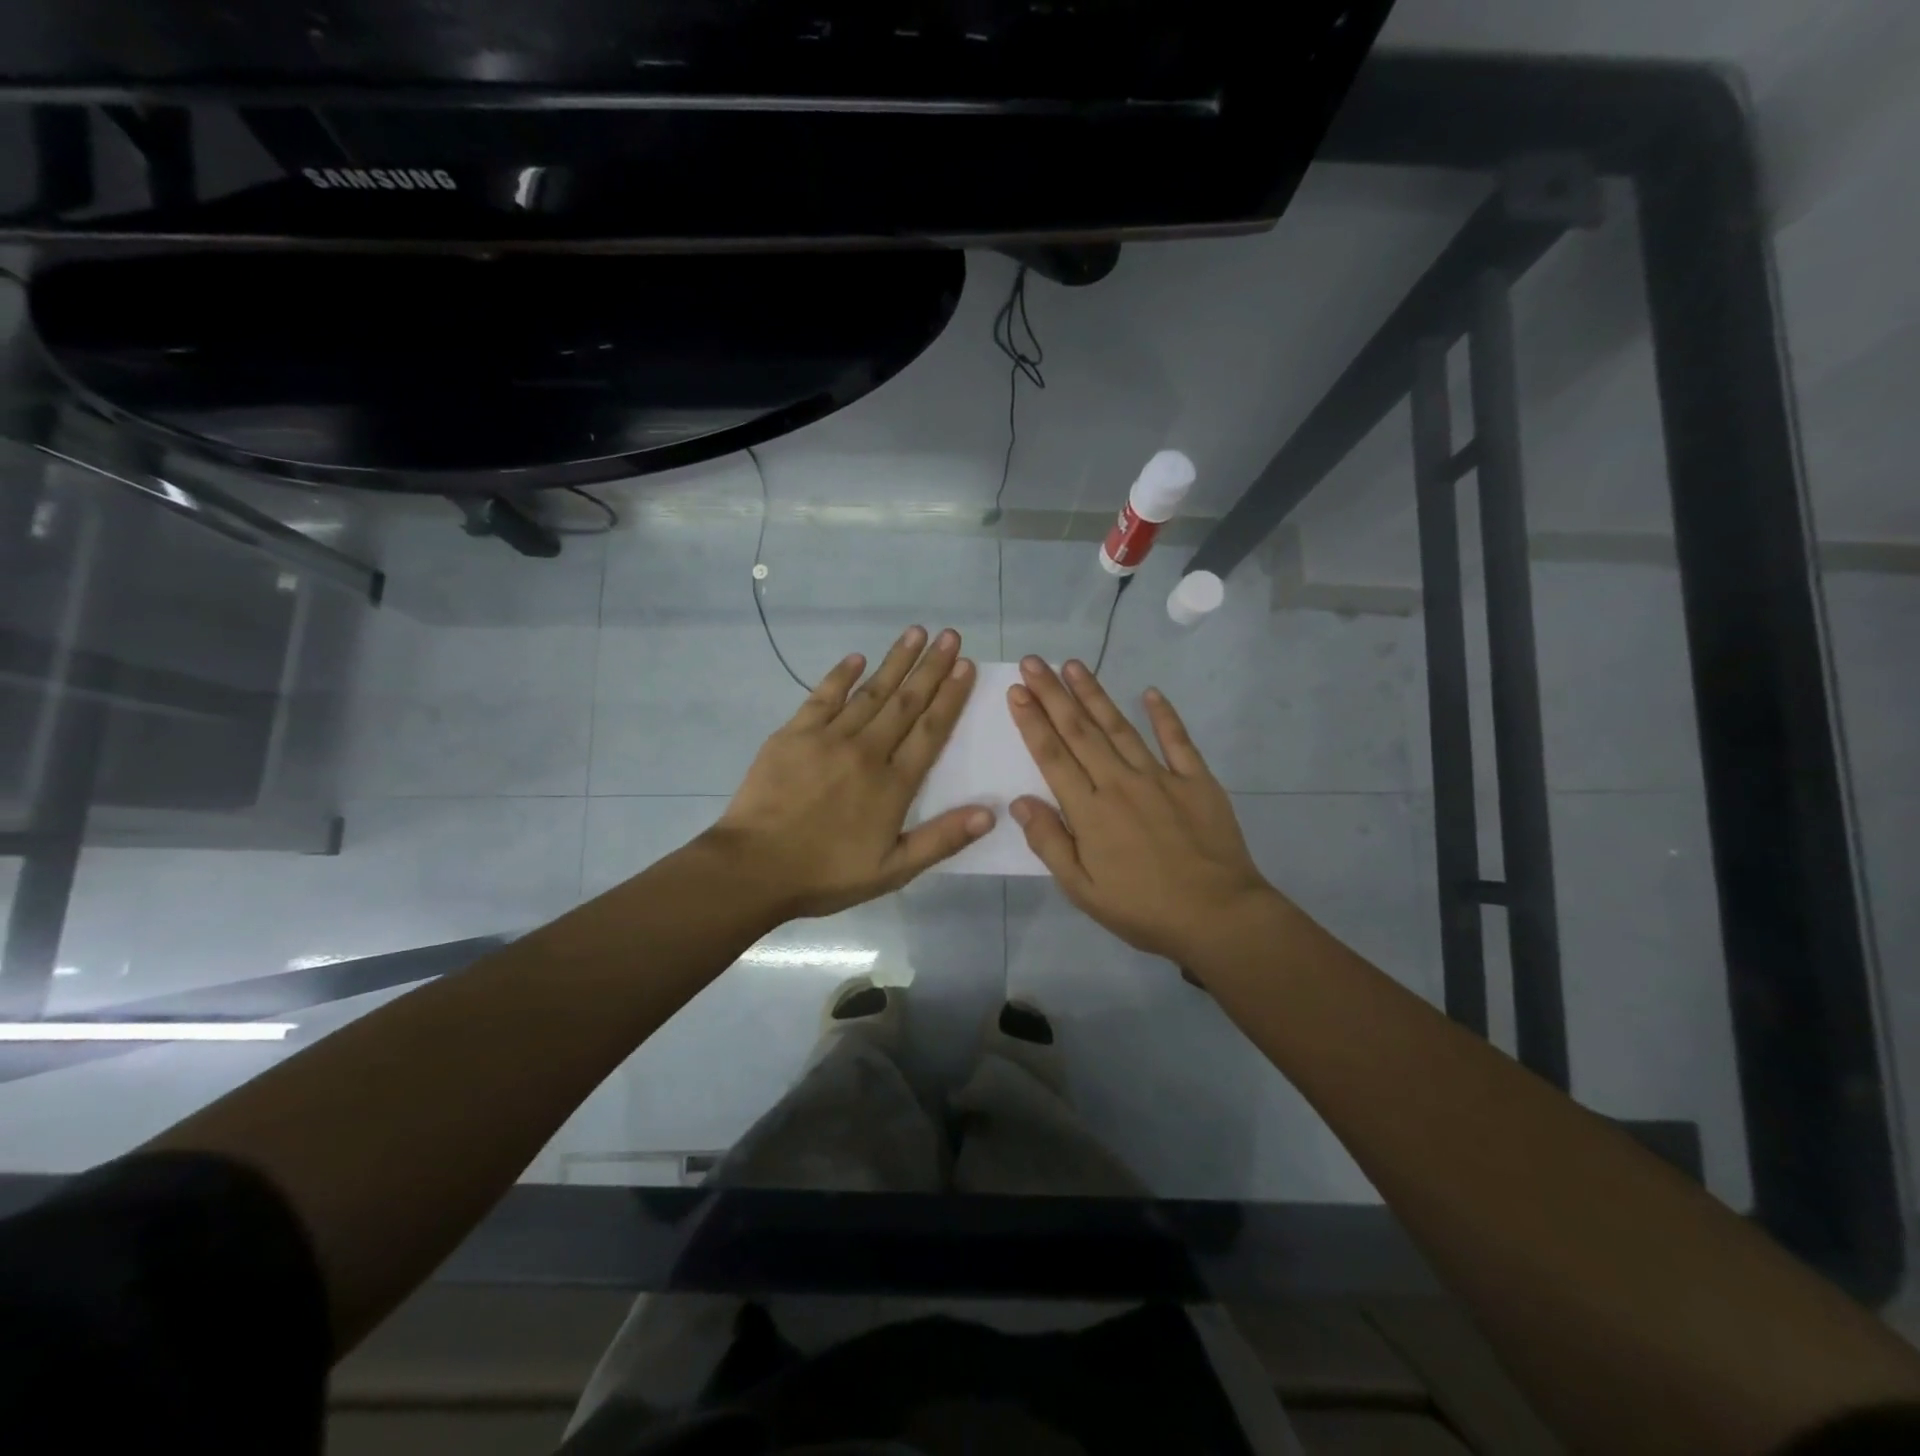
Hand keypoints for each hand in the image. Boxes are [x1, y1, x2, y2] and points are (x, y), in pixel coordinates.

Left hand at [706, 626, 993, 920]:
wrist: (754, 868)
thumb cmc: (826, 874)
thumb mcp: (893, 870)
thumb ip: (941, 840)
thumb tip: (989, 814)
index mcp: (893, 784)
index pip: (931, 730)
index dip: (950, 696)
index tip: (966, 665)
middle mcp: (866, 751)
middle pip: (905, 702)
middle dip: (931, 667)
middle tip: (950, 635)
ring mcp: (828, 738)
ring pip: (870, 693)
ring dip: (895, 661)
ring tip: (916, 633)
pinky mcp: (793, 735)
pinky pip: (822, 697)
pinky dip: (841, 675)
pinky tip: (857, 658)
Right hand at [1006, 657, 1277, 963]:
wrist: (1218, 916)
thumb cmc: (1143, 909)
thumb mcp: (1082, 890)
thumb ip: (1050, 843)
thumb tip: (1020, 802)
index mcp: (1089, 810)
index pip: (1052, 755)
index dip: (1032, 721)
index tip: (1016, 690)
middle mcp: (1120, 782)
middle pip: (1080, 730)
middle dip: (1053, 694)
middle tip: (1033, 662)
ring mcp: (1160, 777)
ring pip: (1119, 727)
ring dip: (1094, 694)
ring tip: (1073, 665)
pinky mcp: (1196, 780)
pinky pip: (1178, 740)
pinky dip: (1163, 715)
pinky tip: (1150, 692)